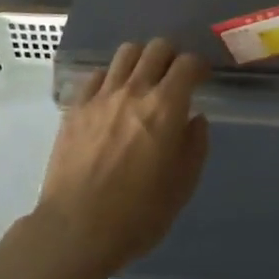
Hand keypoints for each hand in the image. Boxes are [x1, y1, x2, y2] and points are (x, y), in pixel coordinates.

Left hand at [30, 38, 209, 278]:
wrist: (76, 229)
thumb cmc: (138, 214)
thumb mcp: (182, 186)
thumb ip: (195, 146)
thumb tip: (195, 119)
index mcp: (165, 107)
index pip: (188, 64)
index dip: (199, 66)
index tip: (202, 78)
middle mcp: (134, 90)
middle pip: (157, 48)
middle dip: (171, 56)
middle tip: (174, 77)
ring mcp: (101, 95)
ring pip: (126, 52)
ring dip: (141, 59)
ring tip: (143, 80)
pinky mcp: (76, 106)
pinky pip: (98, 75)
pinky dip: (112, 78)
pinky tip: (113, 98)